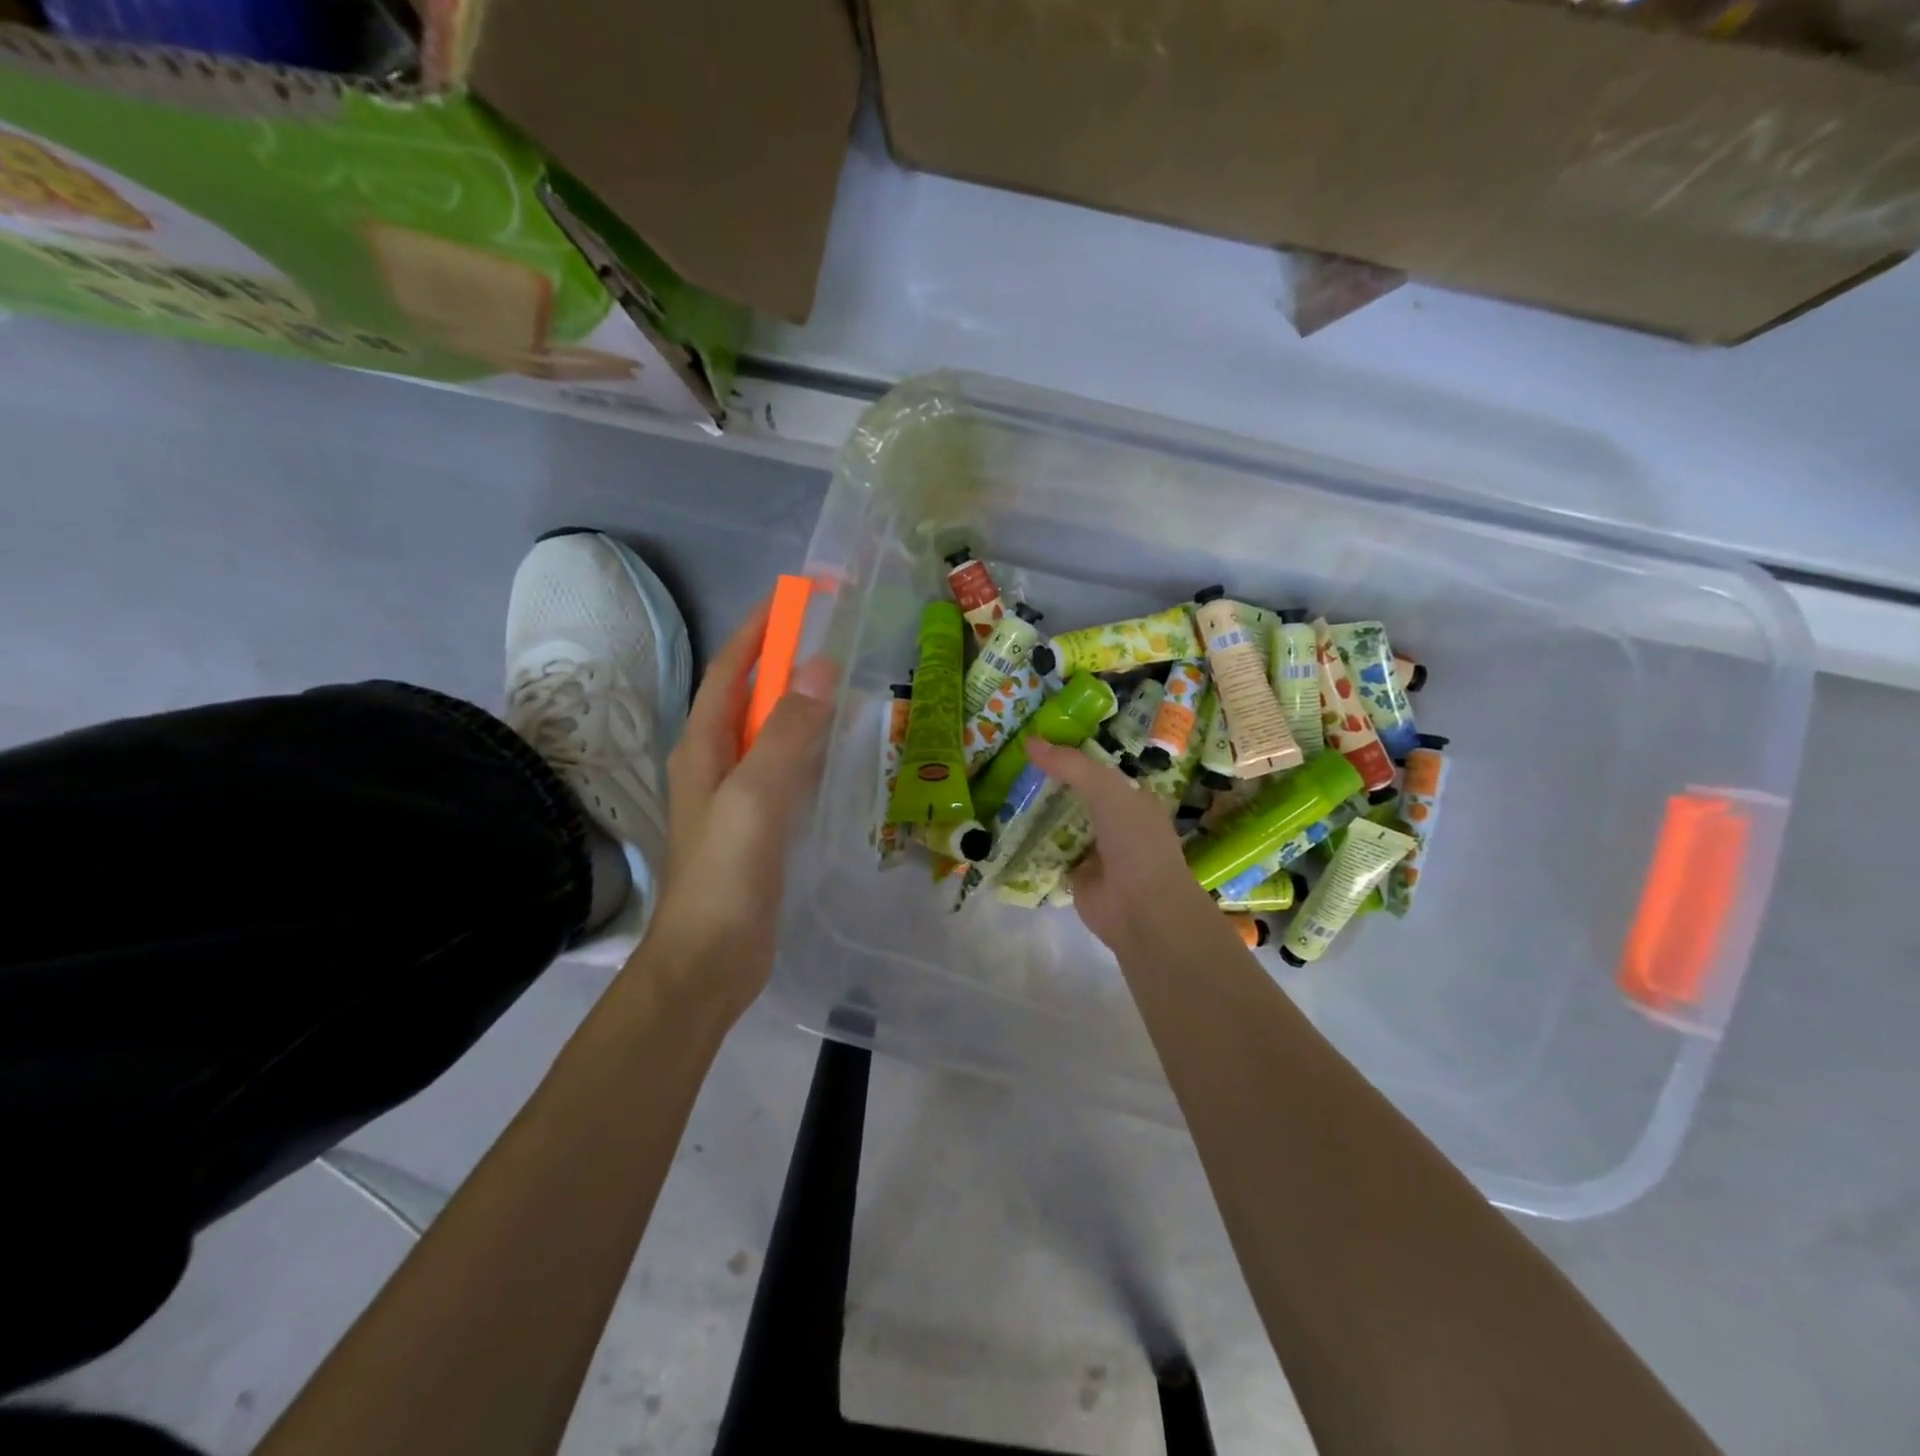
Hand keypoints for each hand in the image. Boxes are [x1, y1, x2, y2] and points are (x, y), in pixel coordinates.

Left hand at [641, 597, 836, 1013]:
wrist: (708, 961)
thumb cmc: (726, 876)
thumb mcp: (756, 797)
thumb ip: (787, 733)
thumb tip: (821, 667)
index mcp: (702, 745)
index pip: (730, 670)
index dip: (759, 629)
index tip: (796, 597)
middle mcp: (713, 762)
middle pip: (749, 696)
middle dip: (783, 661)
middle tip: (832, 637)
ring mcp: (735, 796)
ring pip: (769, 733)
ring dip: (798, 702)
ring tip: (841, 683)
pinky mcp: (757, 825)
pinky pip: (784, 769)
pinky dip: (808, 747)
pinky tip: (835, 750)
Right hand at [1025, 738, 1220, 953]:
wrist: (1142, 909)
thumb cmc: (1135, 842)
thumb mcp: (1107, 790)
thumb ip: (1072, 766)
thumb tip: (1030, 741)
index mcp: (1133, 798)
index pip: (1099, 769)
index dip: (1071, 755)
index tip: (1037, 741)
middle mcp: (1116, 821)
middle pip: (1077, 795)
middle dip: (1049, 783)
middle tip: (1009, 764)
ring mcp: (1095, 850)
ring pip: (1061, 822)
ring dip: (1037, 811)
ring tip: (1000, 789)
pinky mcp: (1076, 875)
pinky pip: (1049, 851)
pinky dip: (1030, 843)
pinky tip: (1004, 827)